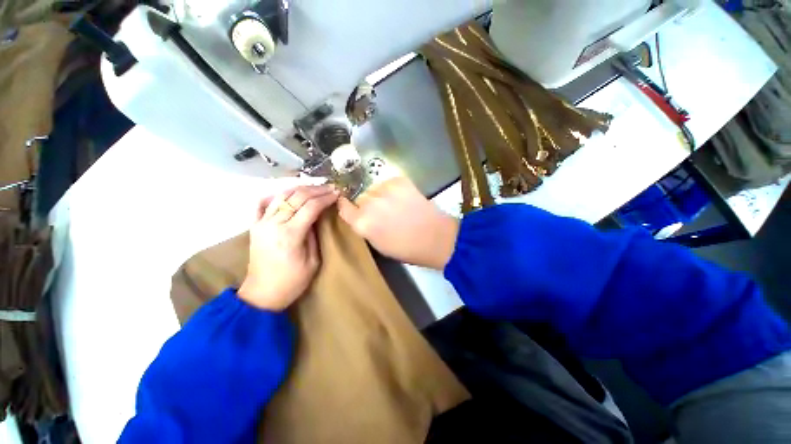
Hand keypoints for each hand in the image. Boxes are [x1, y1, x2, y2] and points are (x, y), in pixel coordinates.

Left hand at [238, 185, 338, 310]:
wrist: (262, 294)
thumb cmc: (292, 281)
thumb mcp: (313, 261)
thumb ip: (314, 235)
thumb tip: (317, 217)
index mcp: (291, 234)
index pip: (311, 207)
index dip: (326, 198)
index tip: (337, 193)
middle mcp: (274, 224)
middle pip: (297, 197)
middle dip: (316, 190)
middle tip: (330, 187)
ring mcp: (261, 223)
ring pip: (281, 196)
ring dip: (300, 188)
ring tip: (314, 187)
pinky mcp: (254, 226)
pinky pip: (262, 204)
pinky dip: (275, 195)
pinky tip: (287, 193)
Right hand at [337, 177, 458, 269]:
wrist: (435, 237)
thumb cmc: (407, 248)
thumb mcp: (378, 244)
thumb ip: (364, 227)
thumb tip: (360, 215)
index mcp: (362, 223)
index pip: (344, 206)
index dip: (347, 206)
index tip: (351, 206)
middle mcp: (369, 203)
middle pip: (360, 197)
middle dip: (367, 203)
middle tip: (381, 211)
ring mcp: (384, 189)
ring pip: (374, 188)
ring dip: (379, 195)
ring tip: (394, 204)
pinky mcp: (399, 181)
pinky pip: (388, 182)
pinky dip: (392, 189)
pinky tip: (402, 198)